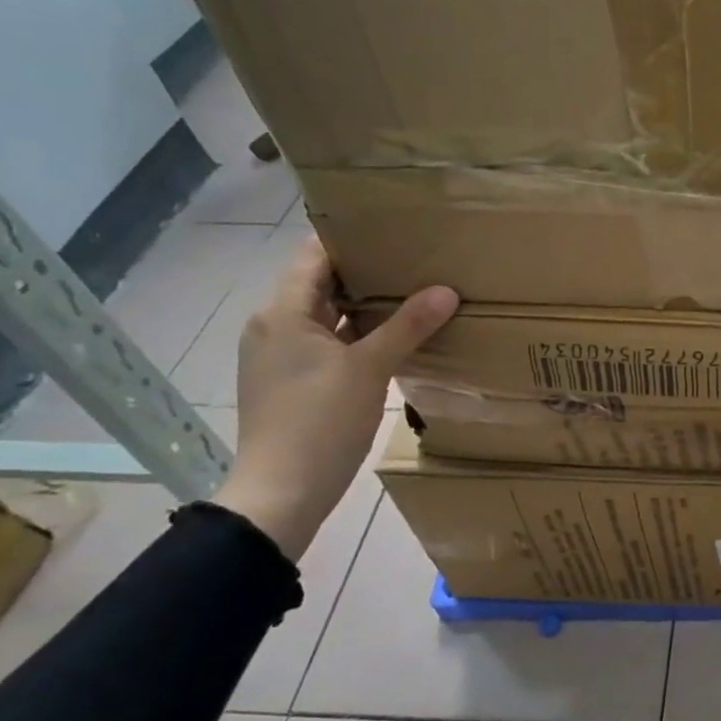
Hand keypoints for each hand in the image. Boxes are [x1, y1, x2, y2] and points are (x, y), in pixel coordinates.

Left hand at [212, 238, 458, 561]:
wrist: (281, 495)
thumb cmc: (318, 422)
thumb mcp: (369, 369)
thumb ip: (408, 326)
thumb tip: (446, 290)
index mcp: (283, 312)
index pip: (316, 255)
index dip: (352, 237)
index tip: (395, 225)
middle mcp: (274, 326)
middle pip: (322, 283)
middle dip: (368, 270)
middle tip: (417, 257)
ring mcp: (281, 356)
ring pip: (328, 316)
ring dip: (365, 305)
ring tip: (414, 291)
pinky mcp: (293, 382)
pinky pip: (329, 343)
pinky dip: (358, 335)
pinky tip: (396, 337)